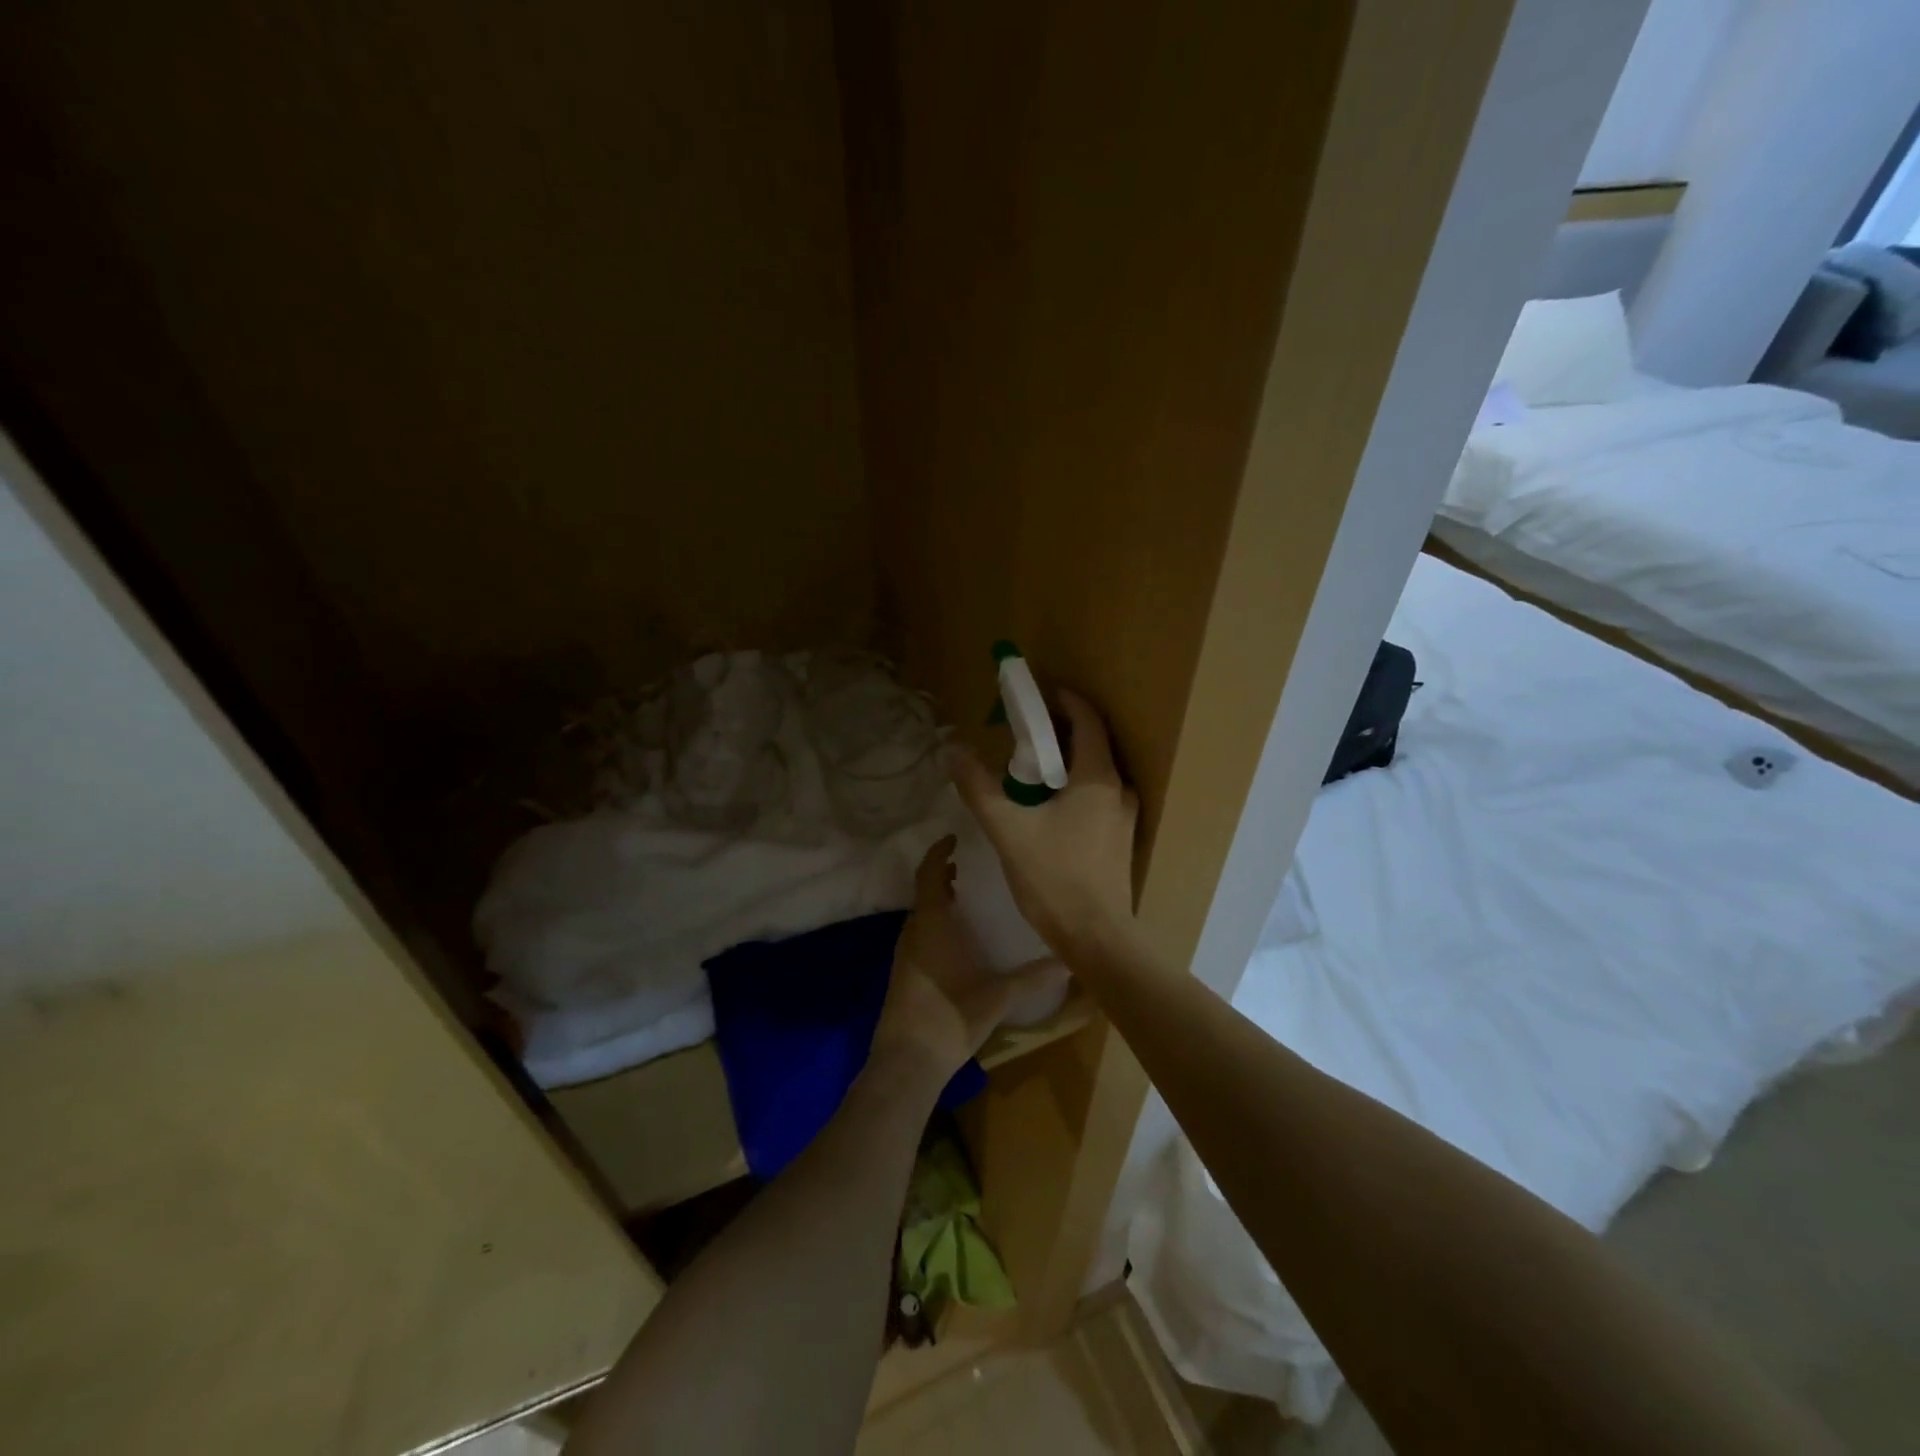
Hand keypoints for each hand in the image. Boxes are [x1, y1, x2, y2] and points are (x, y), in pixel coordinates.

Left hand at [871, 836, 1037, 1089]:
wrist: (907, 1061)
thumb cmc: (951, 1016)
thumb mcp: (999, 996)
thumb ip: (1034, 976)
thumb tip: (1070, 962)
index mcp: (932, 924)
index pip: (929, 874)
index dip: (938, 852)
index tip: (953, 839)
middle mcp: (913, 932)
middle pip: (923, 892)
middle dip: (942, 876)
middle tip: (966, 868)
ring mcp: (903, 954)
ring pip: (920, 915)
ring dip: (937, 901)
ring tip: (962, 898)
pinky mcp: (901, 974)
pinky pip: (917, 935)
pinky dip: (933, 923)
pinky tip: (954, 940)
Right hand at [950, 688, 1138, 960]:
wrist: (1096, 938)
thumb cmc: (1054, 878)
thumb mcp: (1007, 830)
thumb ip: (979, 788)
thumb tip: (954, 749)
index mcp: (1098, 778)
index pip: (1087, 720)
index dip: (1064, 701)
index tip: (1038, 694)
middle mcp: (1119, 790)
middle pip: (1092, 744)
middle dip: (1059, 731)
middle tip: (1024, 732)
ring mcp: (1124, 816)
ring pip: (1095, 773)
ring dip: (1067, 762)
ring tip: (1031, 769)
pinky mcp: (1120, 839)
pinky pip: (1098, 796)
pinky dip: (1075, 787)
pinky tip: (1049, 806)